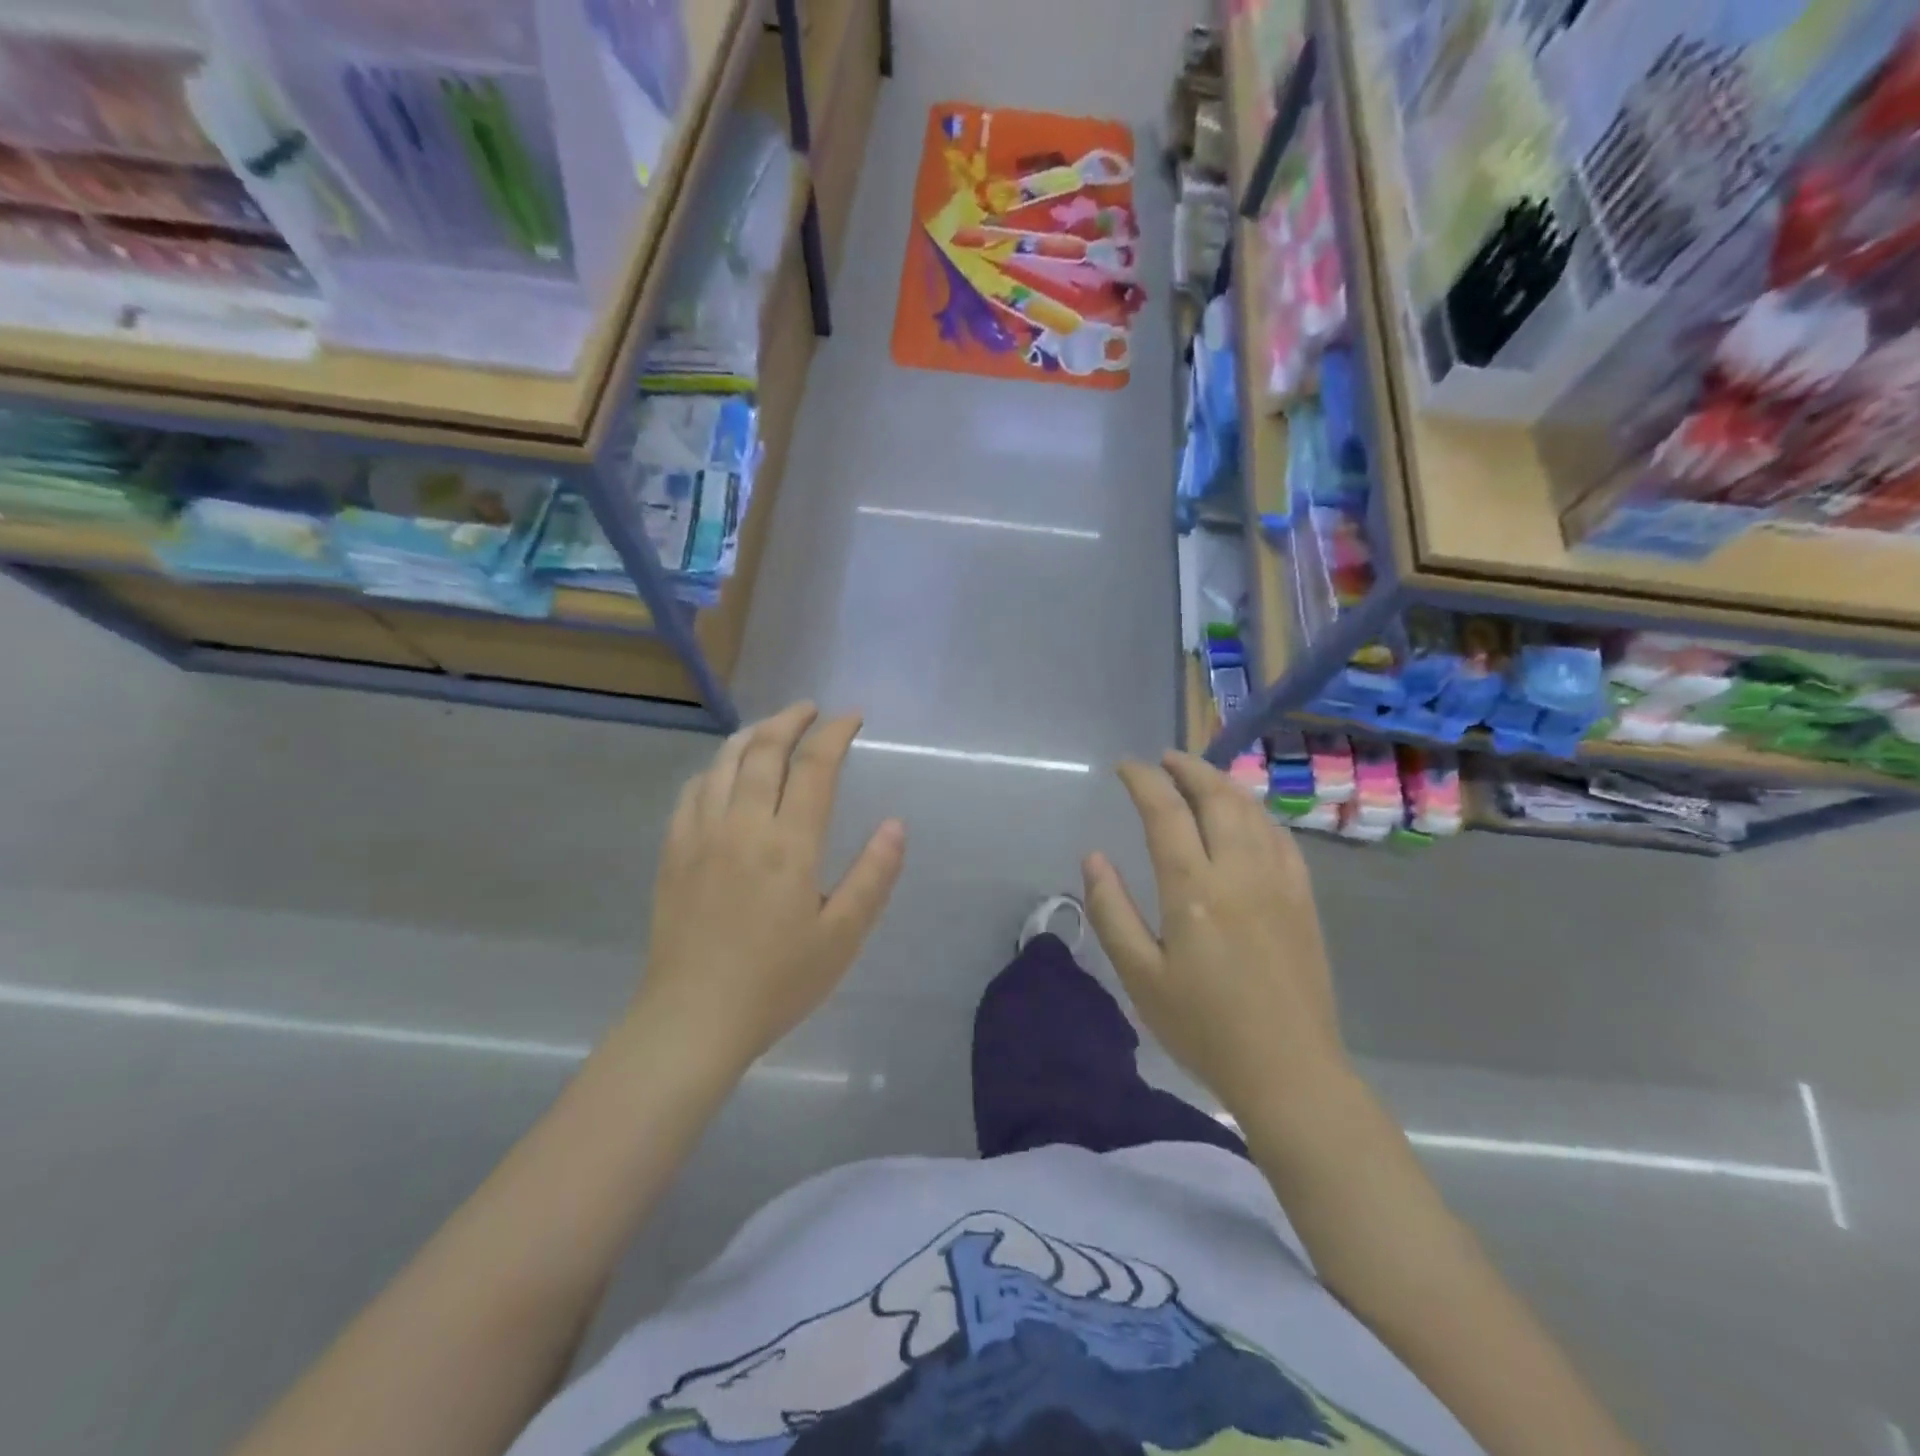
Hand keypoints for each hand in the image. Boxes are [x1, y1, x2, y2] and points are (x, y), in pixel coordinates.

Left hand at [636, 703, 905, 1076]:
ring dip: (750, 735)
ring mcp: (700, 836)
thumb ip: (872, 876)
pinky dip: (712, 768)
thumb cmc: (777, 982)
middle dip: (790, 720)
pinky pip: (691, 792)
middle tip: (810, 710)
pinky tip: (721, 773)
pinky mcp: (673, 853)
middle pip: (763, 751)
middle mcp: (741, 825)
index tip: (851, 717)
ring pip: (722, 763)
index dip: (834, 733)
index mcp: (788, 844)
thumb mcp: (841, 936)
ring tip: (770, 727)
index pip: (814, 767)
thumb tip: (895, 825)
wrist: (693, 1020)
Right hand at [1082, 751, 1345, 1119]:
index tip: (1125, 767)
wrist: (1289, 1071)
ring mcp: (1279, 882)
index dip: (1142, 780)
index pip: (1165, 811)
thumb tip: (1093, 856)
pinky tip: (1246, 818)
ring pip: (1252, 810)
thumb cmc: (1203, 1027)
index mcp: (1193, 889)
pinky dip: (1257, 813)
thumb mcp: (1140, 976)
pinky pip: (1281, 837)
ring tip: (1199, 777)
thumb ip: (1111, 910)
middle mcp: (1240, 871)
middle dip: (1187, 768)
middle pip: (1216, 797)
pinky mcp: (1304, 899)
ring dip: (1222, 784)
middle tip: (1163, 759)